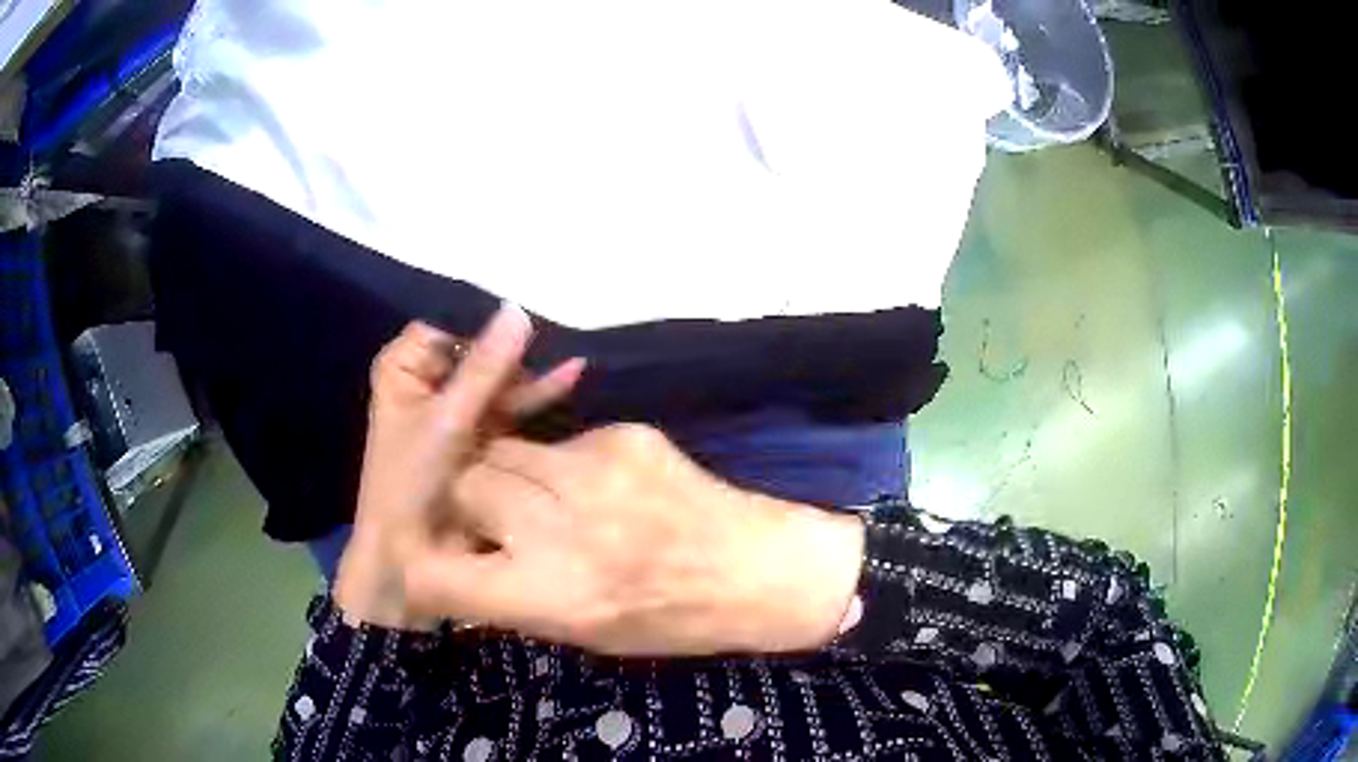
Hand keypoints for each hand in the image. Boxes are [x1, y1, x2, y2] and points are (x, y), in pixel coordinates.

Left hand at [334, 307, 584, 629]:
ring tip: (572, 350)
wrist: (411, 554)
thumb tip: (518, 309)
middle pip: (478, 350)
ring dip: (530, 371)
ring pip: (499, 377)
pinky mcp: (484, 433)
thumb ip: (486, 367)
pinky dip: (538, 394)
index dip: (484, 320)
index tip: (526, 311)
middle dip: (515, 347)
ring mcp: (458, 408)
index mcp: (405, 367)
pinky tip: (572, 374)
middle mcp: (430, 381)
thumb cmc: (410, 479)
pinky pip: (512, 405)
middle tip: (559, 329)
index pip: (449, 323)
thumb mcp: (447, 419)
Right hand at [404, 423, 865, 655]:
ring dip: (511, 474)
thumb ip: (511, 595)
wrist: (756, 569)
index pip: (434, 573)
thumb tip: (456, 560)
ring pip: (505, 448)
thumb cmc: (670, 619)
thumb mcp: (582, 632)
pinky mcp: (625, 435)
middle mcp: (560, 527)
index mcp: (548, 594)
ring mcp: (593, 470)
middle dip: (470, 502)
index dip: (425, 566)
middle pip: (464, 483)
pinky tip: (601, 487)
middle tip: (501, 520)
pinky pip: (561, 440)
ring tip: (547, 499)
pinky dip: (562, 464)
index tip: (438, 559)